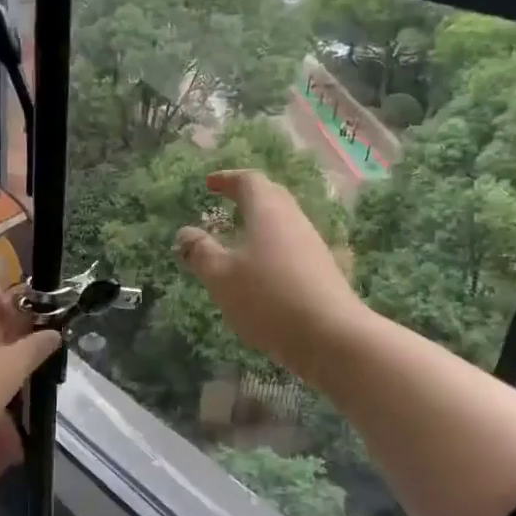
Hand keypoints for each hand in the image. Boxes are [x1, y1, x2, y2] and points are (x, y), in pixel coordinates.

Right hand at [175, 170, 367, 379]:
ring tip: (240, 238)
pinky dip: (272, 248)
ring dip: (261, 223)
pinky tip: (262, 270)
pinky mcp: (323, 271)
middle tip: (227, 202)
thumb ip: (200, 252)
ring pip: (284, 223)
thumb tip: (184, 233)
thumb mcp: (221, 277)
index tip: (210, 184)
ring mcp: (313, 246)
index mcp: (268, 212)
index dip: (227, 179)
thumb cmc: (267, 298)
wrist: (331, 336)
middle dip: (248, 196)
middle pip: (272, 197)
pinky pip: (292, 247)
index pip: (249, 181)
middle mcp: (294, 220)